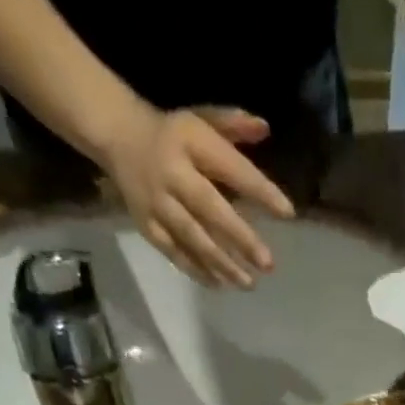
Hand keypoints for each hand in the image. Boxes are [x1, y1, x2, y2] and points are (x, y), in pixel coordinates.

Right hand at [102, 103, 295, 288]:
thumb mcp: (201, 119)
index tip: (287, 213)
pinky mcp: (147, 225)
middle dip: (240, 238)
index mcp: (189, 141)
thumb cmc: (174, 134)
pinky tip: (220, 285)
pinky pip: (174, 252)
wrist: (117, 136)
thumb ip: (232, 125)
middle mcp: (172, 173)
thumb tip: (265, 128)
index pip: (230, 167)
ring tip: (249, 283)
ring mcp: (157, 202)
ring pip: (193, 237)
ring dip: (222, 263)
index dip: (259, 190)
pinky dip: (197, 270)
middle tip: (268, 263)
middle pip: (209, 209)